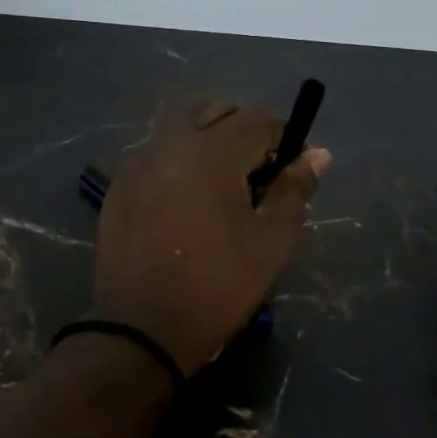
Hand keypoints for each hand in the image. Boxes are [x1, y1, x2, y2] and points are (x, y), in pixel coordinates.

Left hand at [93, 99, 330, 374]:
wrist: (142, 328)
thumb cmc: (217, 287)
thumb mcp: (270, 242)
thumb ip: (294, 190)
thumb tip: (318, 154)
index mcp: (211, 153)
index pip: (257, 119)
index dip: (281, 138)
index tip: (287, 168)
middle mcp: (169, 144)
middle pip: (212, 109)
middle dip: (240, 127)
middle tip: (253, 171)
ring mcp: (137, 163)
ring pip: (178, 126)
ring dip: (205, 138)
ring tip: (218, 185)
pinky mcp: (118, 186)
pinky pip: (154, 153)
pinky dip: (176, 160)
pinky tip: (183, 200)